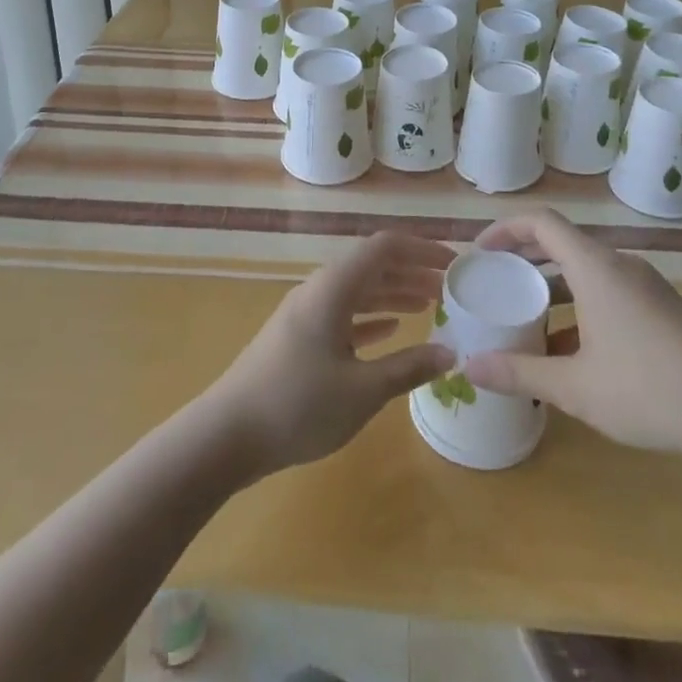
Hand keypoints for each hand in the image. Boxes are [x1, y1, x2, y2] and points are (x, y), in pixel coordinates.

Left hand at [199, 232, 456, 479]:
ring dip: (393, 293)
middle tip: (449, 288)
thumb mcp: (362, 390)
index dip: (422, 250)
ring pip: (358, 290)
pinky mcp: (298, 338)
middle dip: (411, 271)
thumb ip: (408, 367)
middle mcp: (319, 290)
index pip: (384, 247)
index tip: (454, 265)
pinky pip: (343, 314)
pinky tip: (391, 329)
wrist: (227, 434)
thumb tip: (449, 354)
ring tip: (429, 305)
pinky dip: (371, 317)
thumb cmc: (298, 404)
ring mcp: (306, 313)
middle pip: (371, 266)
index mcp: (334, 287)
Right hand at [460, 209, 681, 460]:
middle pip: (562, 242)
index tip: (480, 253)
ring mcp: (645, 285)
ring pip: (586, 269)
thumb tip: (468, 366)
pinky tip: (572, 350)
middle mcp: (620, 265)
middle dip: (523, 258)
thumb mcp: (575, 387)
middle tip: (495, 283)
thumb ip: (519, 373)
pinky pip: (608, 289)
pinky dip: (580, 303)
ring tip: (526, 317)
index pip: (541, 222)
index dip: (505, 228)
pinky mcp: (662, 307)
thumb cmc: (650, 390)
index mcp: (595, 267)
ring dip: (552, 285)